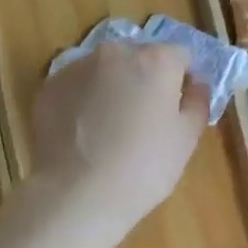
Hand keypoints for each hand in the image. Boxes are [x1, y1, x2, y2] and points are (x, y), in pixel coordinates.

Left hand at [28, 42, 208, 244]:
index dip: (182, 80)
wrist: (76, 195)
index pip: (180, 56)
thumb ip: (197, 102)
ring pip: (105, 70)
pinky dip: (83, 100)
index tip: (177, 109)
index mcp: (155, 61)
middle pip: (139, 58)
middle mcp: (115, 53)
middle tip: (143, 120)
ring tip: (109, 128)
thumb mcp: (186, 139)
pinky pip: (77, 86)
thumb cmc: (143, 168)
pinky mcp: (49, 86)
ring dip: (112, 87)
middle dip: (144, 80)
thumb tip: (195, 83)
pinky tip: (83, 133)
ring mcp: (76, 67)